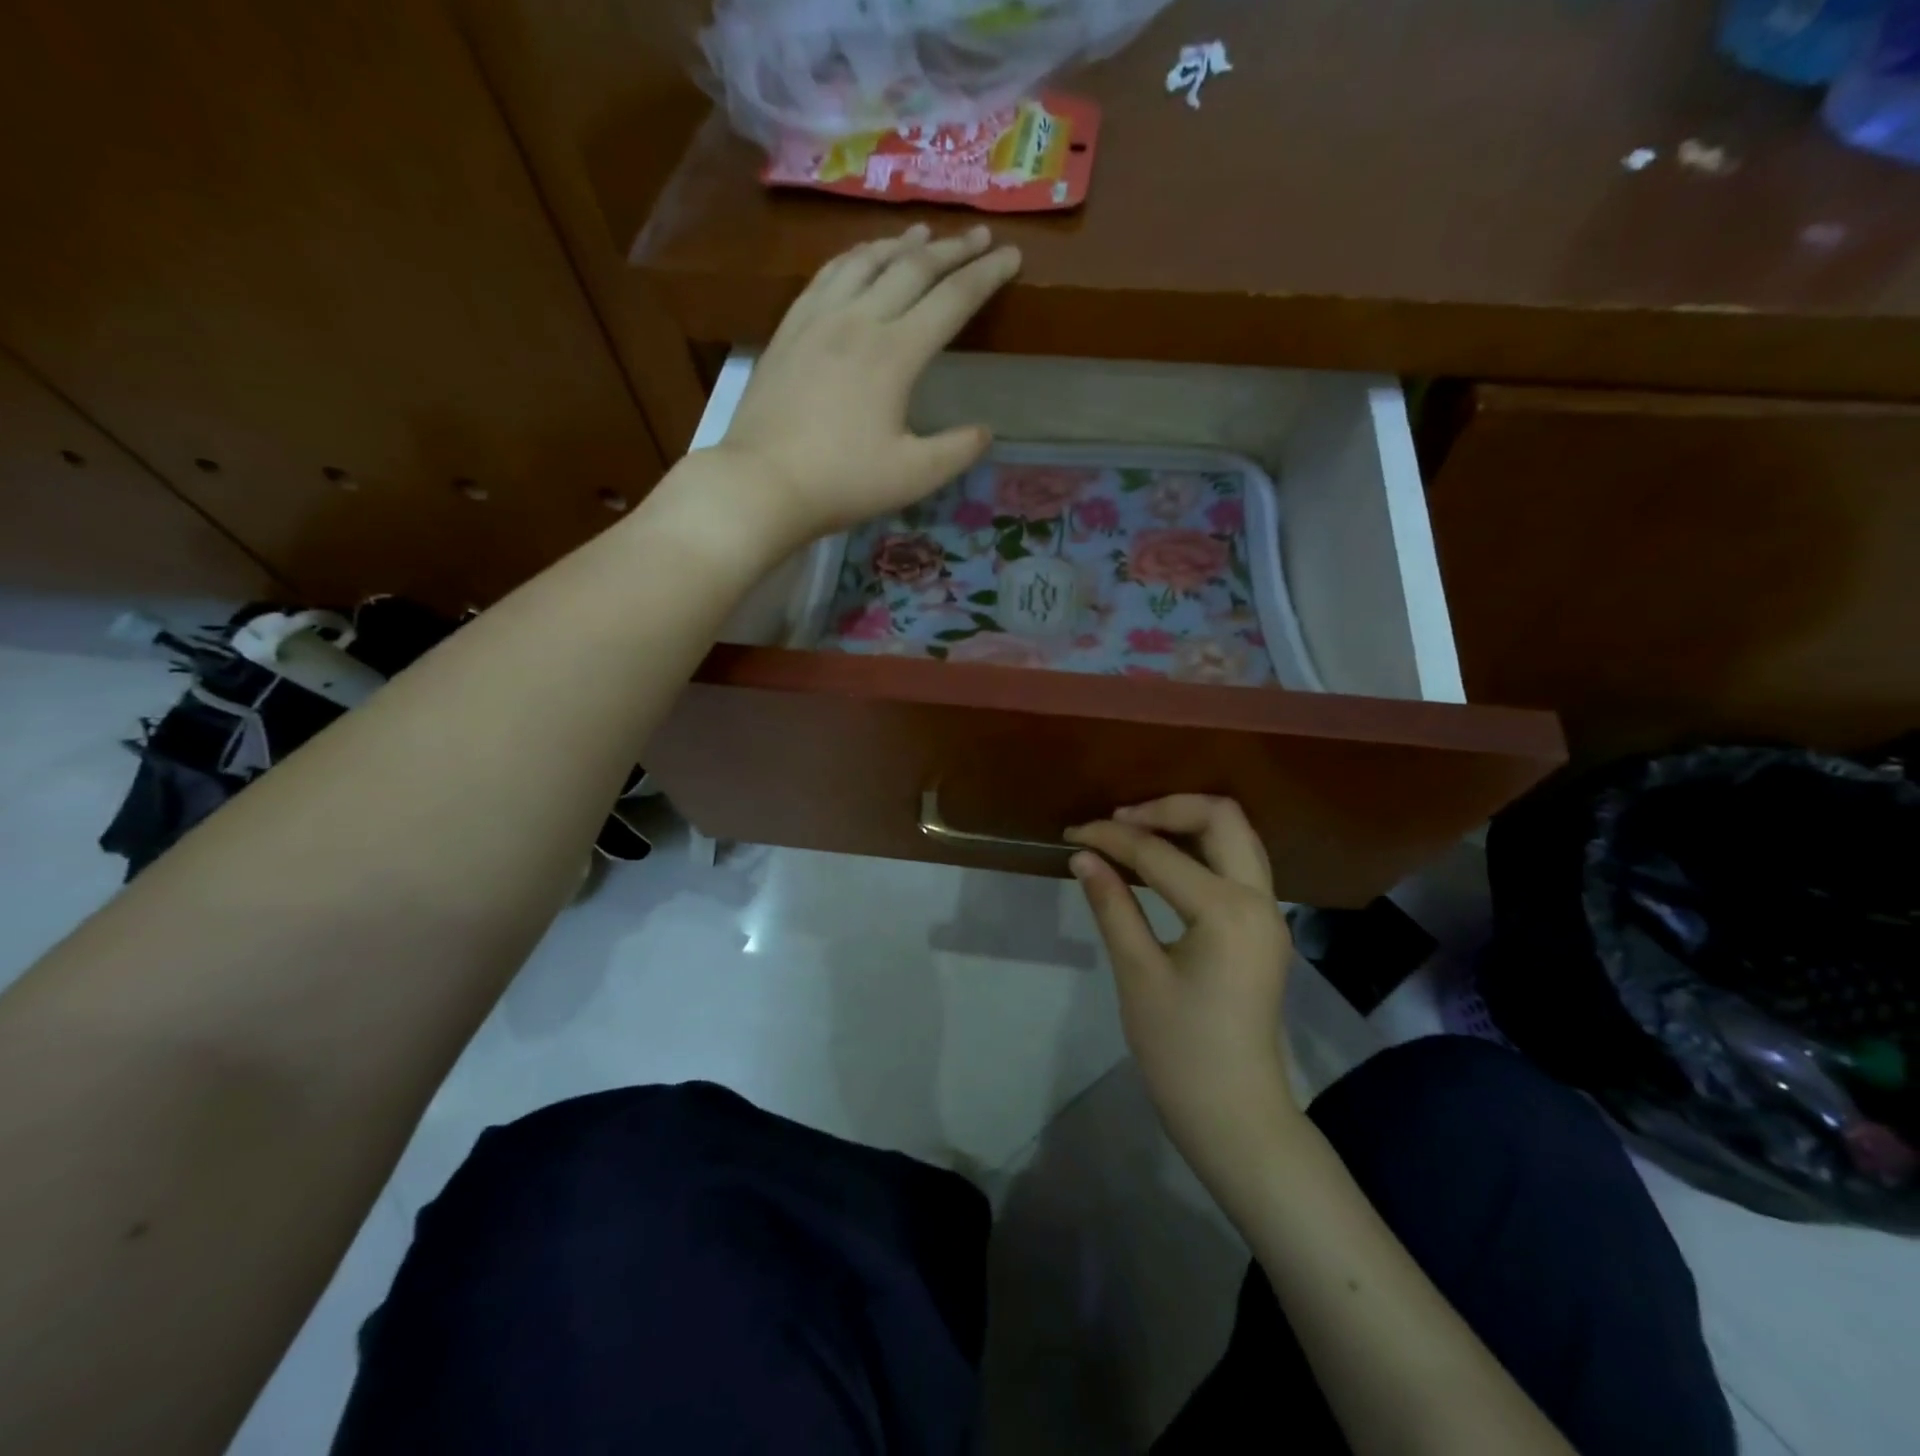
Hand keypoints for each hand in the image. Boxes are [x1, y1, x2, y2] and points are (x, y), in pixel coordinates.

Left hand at [711, 223, 1021, 550]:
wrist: (762, 483)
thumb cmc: (842, 483)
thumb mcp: (913, 476)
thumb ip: (956, 451)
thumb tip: (984, 431)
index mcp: (895, 353)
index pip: (951, 300)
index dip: (986, 276)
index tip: (1012, 256)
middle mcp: (858, 320)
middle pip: (912, 269)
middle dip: (951, 249)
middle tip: (978, 235)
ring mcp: (817, 319)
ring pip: (865, 261)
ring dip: (900, 244)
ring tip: (922, 235)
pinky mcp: (788, 330)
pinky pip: (826, 275)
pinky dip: (853, 257)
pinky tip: (858, 258)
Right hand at [1067, 796, 1299, 1186]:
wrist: (1236, 1114)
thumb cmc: (1180, 1050)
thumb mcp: (1137, 974)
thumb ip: (1112, 905)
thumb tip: (1083, 855)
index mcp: (1227, 911)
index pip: (1160, 854)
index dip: (1111, 838)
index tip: (1072, 833)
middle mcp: (1260, 899)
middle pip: (1222, 816)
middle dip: (1165, 808)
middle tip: (1116, 823)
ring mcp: (1269, 912)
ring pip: (1236, 835)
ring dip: (1186, 822)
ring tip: (1134, 834)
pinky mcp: (1264, 927)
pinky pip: (1237, 863)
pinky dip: (1201, 848)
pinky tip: (1163, 862)